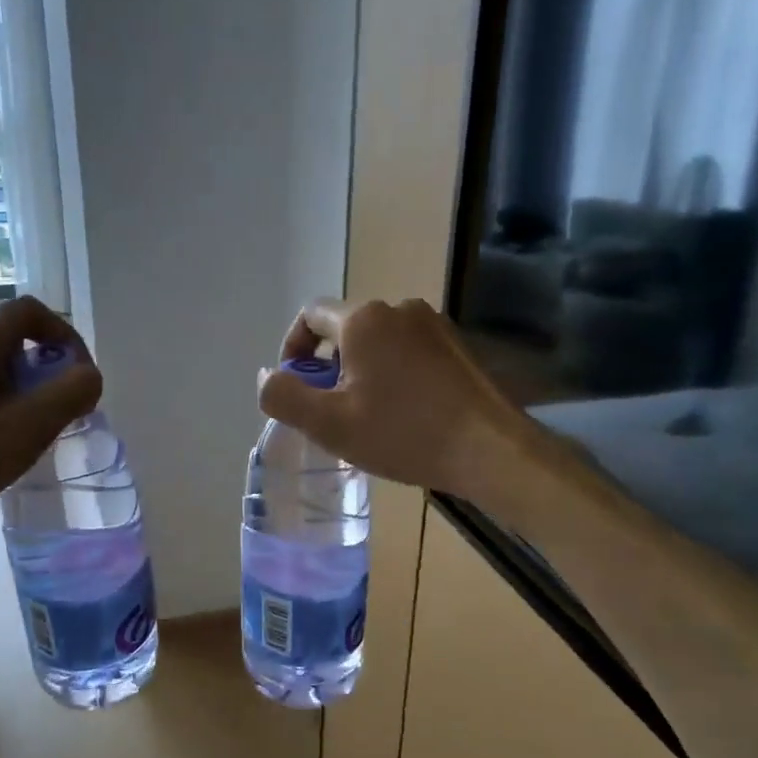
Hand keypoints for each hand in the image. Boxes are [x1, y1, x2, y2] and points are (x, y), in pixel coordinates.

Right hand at [259, 298, 575, 501]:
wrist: (490, 450)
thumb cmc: (403, 434)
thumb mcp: (329, 424)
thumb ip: (284, 397)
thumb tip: (267, 376)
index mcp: (363, 319)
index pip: (309, 315)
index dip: (292, 348)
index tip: (296, 385)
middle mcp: (399, 308)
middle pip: (345, 328)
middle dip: (328, 364)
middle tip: (330, 409)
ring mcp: (434, 324)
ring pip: (378, 340)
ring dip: (360, 369)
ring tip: (366, 414)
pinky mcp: (457, 345)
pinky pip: (408, 349)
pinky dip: (392, 371)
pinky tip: (403, 411)